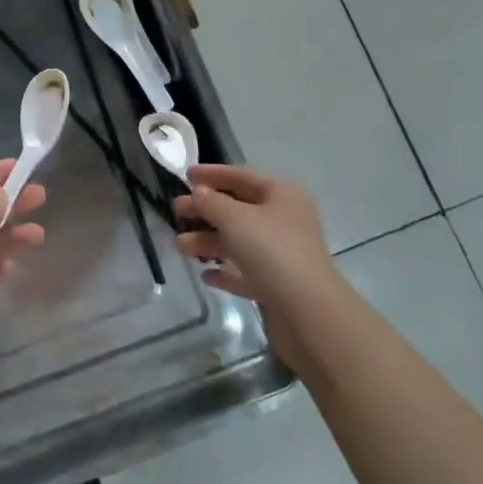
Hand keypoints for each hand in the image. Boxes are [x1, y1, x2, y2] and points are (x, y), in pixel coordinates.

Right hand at [173, 164, 337, 316]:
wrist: (307, 310)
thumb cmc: (271, 250)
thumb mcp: (234, 218)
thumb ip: (211, 202)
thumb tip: (198, 192)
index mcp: (281, 195)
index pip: (242, 176)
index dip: (213, 173)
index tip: (186, 174)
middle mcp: (284, 220)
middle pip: (238, 209)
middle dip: (205, 210)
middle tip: (176, 211)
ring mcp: (282, 254)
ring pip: (238, 241)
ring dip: (208, 241)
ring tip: (180, 246)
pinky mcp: (277, 284)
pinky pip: (245, 271)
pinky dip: (225, 271)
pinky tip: (206, 275)